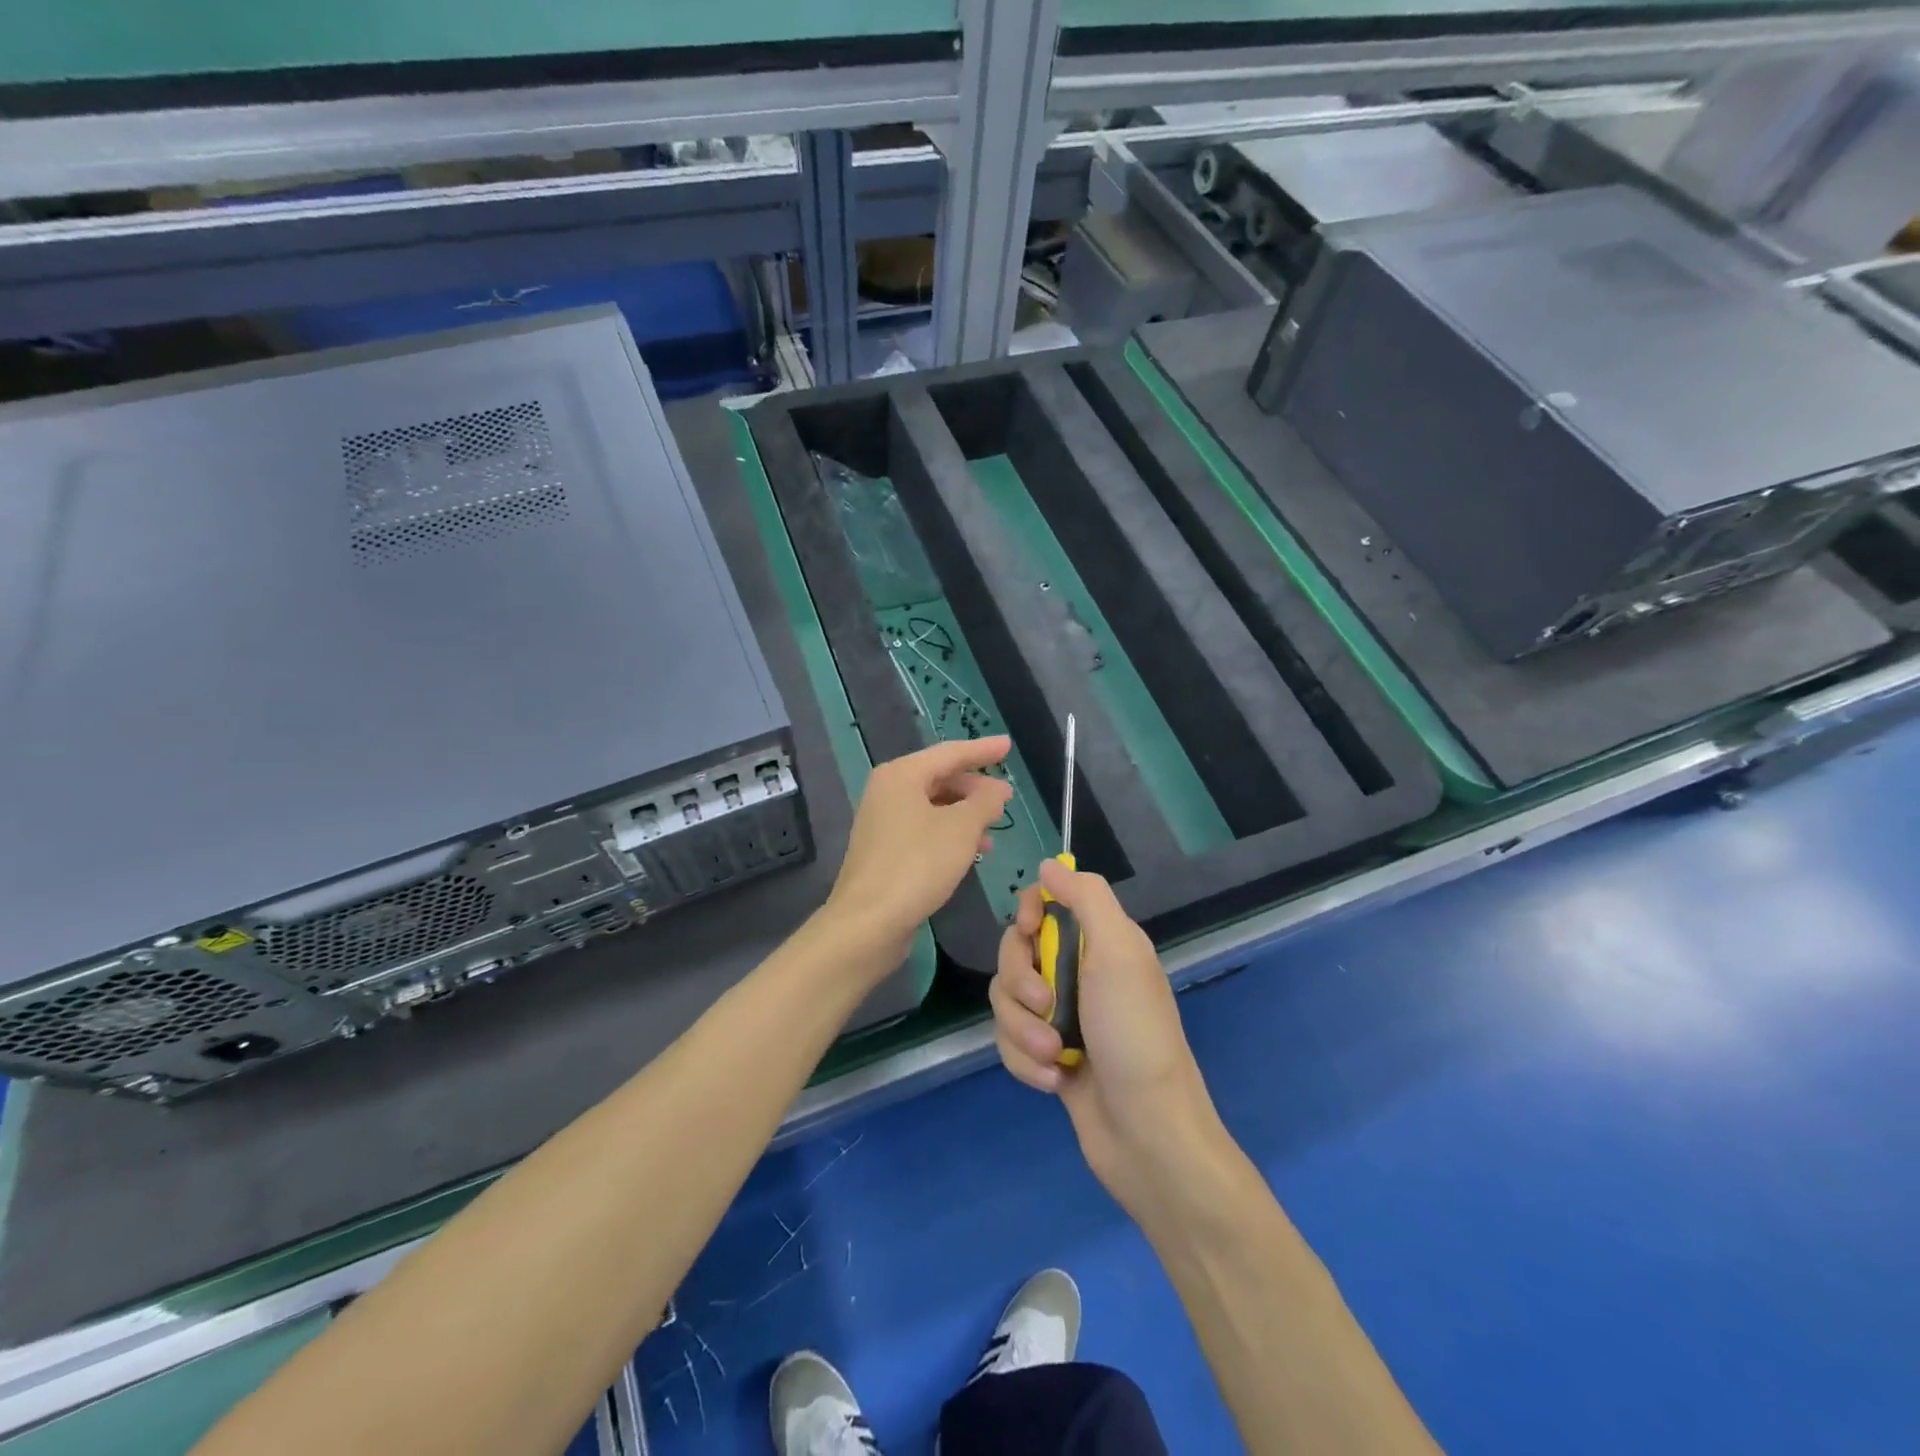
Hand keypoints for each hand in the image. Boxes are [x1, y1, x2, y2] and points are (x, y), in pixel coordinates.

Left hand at [824, 737, 1013, 963]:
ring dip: (965, 814)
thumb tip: (996, 790)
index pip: (950, 753)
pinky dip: (949, 833)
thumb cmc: (917, 865)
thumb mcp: (961, 829)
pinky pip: (924, 829)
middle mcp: (887, 791)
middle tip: (1006, 798)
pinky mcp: (884, 850)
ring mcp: (882, 821)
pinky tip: (971, 851)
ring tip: (994, 828)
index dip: (982, 750)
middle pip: (939, 778)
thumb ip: (984, 802)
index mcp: (901, 775)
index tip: (1008, 746)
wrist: (868, 922)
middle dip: (975, 787)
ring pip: (933, 806)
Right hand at [990, 860, 1222, 1211]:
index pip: (1047, 902)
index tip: (1029, 932)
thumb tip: (1049, 864)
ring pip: (1006, 999)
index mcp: (1100, 941)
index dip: (1029, 912)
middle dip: (1021, 981)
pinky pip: (1008, 1040)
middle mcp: (1077, 972)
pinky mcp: (1045, 1055)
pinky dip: (1026, 1060)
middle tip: (1045, 1003)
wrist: (1146, 1134)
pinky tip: (1055, 1081)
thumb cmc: (1134, 1033)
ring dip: (1023, 1029)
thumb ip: (1086, 899)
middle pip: (1015, 951)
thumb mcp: (1119, 952)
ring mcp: (1059, 1016)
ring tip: (1055, 1055)